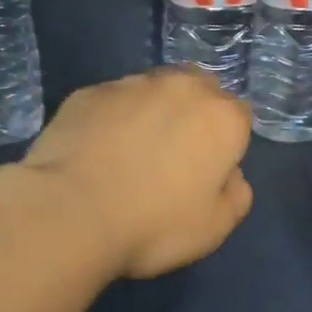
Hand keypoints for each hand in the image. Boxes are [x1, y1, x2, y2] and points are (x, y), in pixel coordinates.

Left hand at [23, 69, 253, 278]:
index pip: (240, 117)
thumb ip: (237, 194)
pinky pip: (113, 101)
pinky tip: (98, 151)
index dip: (228, 143)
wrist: (71, 213)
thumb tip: (230, 175)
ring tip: (133, 151)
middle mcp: (182, 88)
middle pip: (201, 89)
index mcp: (222, 118)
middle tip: (177, 155)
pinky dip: (113, 119)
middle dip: (195, 114)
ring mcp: (131, 85)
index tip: (210, 170)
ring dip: (154, 112)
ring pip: (155, 90)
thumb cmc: (156, 224)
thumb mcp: (216, 227)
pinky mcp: (89, 92)